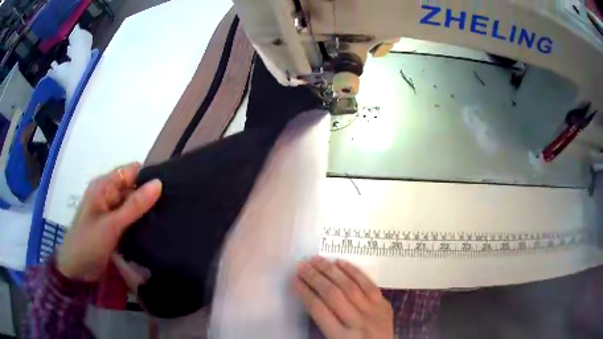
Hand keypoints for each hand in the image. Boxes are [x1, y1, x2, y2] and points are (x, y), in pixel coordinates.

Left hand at [57, 163, 161, 281]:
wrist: (76, 270)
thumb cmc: (89, 243)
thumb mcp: (112, 224)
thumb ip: (135, 205)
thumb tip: (159, 183)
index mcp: (104, 186)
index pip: (131, 171)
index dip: (149, 177)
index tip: (171, 188)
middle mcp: (108, 194)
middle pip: (134, 188)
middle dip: (150, 196)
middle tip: (172, 208)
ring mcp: (111, 212)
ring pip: (134, 206)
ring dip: (147, 212)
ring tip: (169, 219)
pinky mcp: (114, 227)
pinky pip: (131, 220)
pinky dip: (141, 224)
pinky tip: (155, 230)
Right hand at [294, 256, 393, 338]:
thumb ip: (323, 324)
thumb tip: (310, 298)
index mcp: (341, 336)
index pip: (318, 309)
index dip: (305, 293)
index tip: (294, 281)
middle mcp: (357, 321)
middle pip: (332, 294)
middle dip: (315, 278)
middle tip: (302, 265)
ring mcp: (373, 311)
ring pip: (349, 286)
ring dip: (331, 271)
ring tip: (316, 260)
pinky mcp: (384, 304)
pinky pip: (368, 284)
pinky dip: (354, 272)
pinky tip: (341, 263)